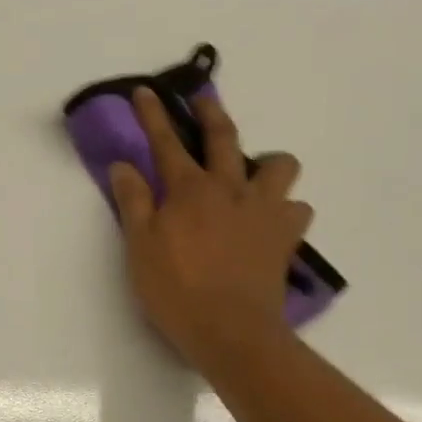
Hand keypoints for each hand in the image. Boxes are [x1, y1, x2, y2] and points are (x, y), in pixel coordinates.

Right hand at [110, 87, 312, 367]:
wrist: (231, 330)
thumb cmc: (175, 290)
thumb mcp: (139, 247)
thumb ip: (133, 202)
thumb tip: (123, 165)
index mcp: (188, 191)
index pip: (166, 143)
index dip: (153, 115)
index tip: (146, 90)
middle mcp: (229, 189)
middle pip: (223, 137)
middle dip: (210, 113)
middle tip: (203, 99)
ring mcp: (264, 210)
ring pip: (279, 165)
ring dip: (266, 163)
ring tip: (253, 176)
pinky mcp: (285, 235)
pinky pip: (297, 208)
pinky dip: (286, 208)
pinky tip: (272, 221)